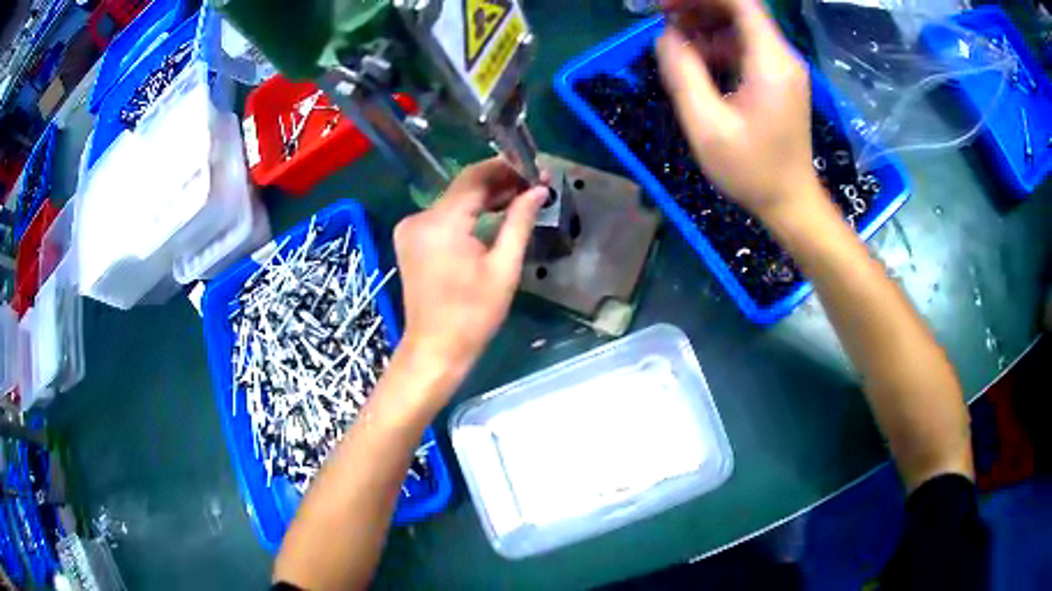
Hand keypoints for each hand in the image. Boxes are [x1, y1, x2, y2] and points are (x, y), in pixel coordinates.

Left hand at [393, 158, 546, 384]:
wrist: (435, 348)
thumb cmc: (473, 315)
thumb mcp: (504, 267)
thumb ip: (519, 221)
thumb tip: (538, 190)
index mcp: (442, 223)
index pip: (475, 178)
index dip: (506, 168)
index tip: (534, 169)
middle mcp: (420, 217)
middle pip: (463, 186)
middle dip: (499, 181)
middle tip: (533, 184)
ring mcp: (411, 228)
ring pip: (454, 199)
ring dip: (485, 196)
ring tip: (520, 196)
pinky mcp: (410, 239)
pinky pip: (443, 215)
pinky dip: (468, 212)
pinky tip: (493, 213)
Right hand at [657, 0, 818, 219]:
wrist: (790, 202)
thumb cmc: (752, 171)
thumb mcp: (707, 125)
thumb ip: (682, 73)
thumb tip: (665, 36)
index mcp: (770, 61)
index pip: (739, 2)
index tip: (665, 5)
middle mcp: (781, 57)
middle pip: (739, 9)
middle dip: (698, 7)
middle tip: (662, 18)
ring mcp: (782, 68)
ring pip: (740, 26)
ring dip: (705, 25)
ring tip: (674, 42)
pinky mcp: (777, 80)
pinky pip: (745, 47)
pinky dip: (717, 45)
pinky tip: (697, 62)